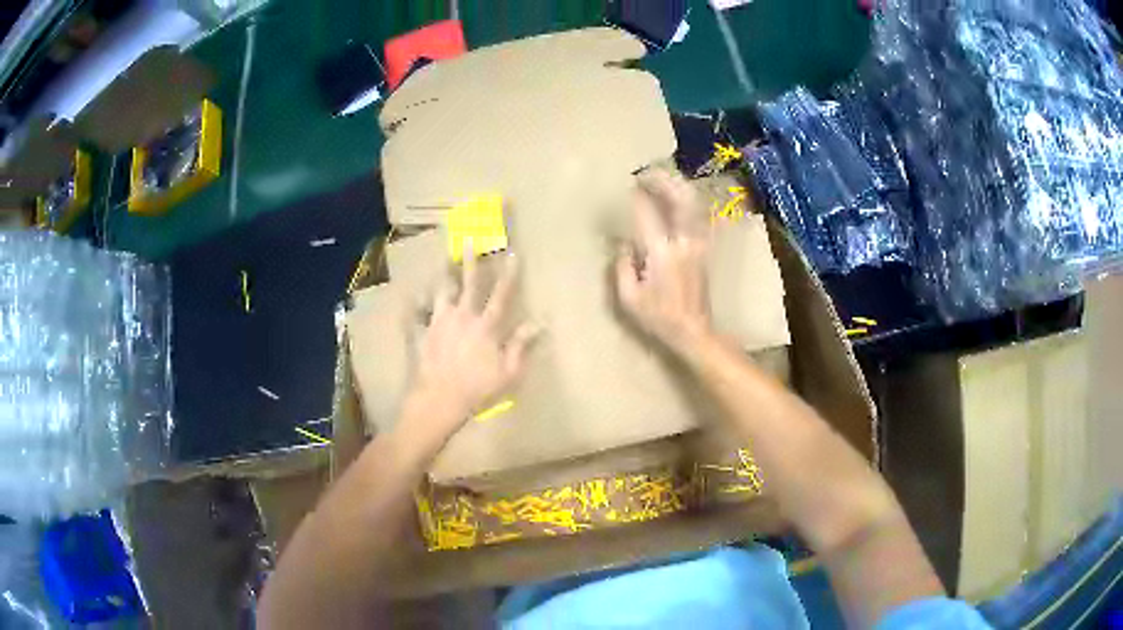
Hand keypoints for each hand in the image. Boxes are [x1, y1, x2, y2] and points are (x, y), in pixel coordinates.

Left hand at [401, 252, 536, 445]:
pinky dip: (418, 304)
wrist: (439, 399)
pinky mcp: (424, 333)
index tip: (513, 254)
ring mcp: (440, 322)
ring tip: (444, 262)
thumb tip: (539, 322)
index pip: (501, 295)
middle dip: (470, 261)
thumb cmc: (478, 389)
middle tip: (468, 240)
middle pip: (468, 284)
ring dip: (445, 276)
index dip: (509, 274)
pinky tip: (414, 296)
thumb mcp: (508, 372)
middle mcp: (463, 316)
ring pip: (443, 292)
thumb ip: (521, 345)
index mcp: (486, 326)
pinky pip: (419, 313)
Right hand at [615, 169, 712, 354]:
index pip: (647, 212)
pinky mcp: (704, 247)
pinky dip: (688, 201)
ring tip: (660, 179)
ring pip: (693, 203)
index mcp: (662, 253)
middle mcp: (683, 241)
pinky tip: (676, 198)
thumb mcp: (629, 299)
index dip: (636, 194)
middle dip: (663, 180)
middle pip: (680, 198)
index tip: (626, 184)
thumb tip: (623, 243)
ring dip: (677, 186)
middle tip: (646, 172)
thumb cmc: (659, 318)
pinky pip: (698, 215)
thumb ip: (622, 266)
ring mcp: (698, 243)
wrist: (695, 331)